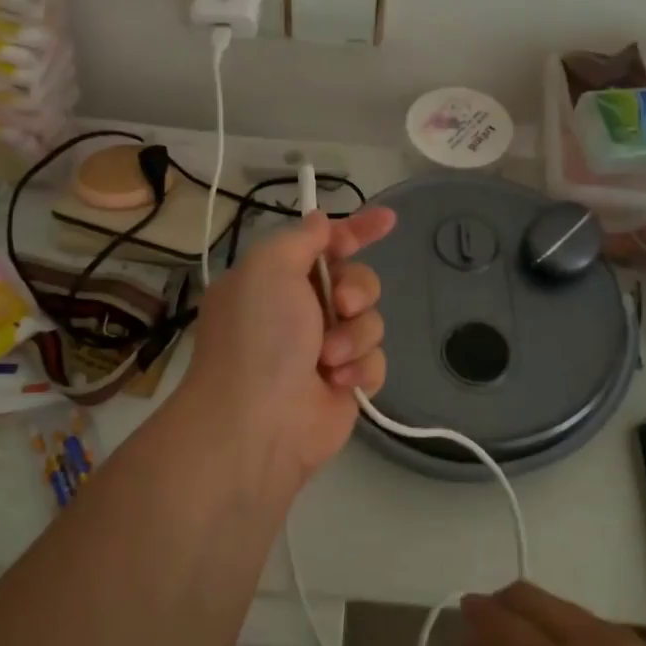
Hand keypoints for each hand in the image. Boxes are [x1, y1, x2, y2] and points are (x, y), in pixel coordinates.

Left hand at [181, 207, 396, 484]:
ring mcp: (323, 349)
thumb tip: (320, 222)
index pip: (324, 244)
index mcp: (276, 279)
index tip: (387, 221)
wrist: (257, 424)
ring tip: (327, 359)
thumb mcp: (270, 267)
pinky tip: (337, 383)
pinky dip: (360, 369)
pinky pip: (375, 360)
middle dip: (357, 289)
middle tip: (340, 305)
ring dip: (353, 335)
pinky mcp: (345, 384)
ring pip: (370, 321)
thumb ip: (301, 238)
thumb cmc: (259, 336)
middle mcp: (299, 311)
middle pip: (356, 281)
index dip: (356, 230)